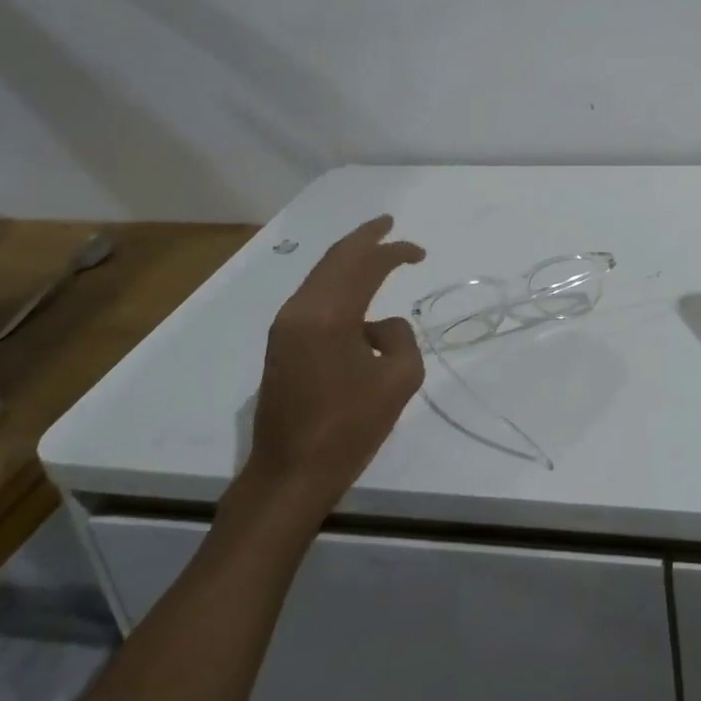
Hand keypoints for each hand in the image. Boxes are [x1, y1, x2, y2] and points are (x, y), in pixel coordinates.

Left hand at [243, 215, 426, 511]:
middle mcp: (301, 311)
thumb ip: (400, 338)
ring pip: (321, 275)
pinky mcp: (280, 344)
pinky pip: (313, 296)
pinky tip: (354, 289)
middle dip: (364, 238)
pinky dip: (337, 281)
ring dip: (349, 259)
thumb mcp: (399, 380)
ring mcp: (285, 327)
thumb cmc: (348, 428)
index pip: (366, 266)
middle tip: (387, 223)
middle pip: (336, 259)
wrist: (289, 476)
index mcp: (329, 315)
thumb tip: (379, 327)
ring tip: (374, 249)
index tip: (420, 253)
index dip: (395, 252)